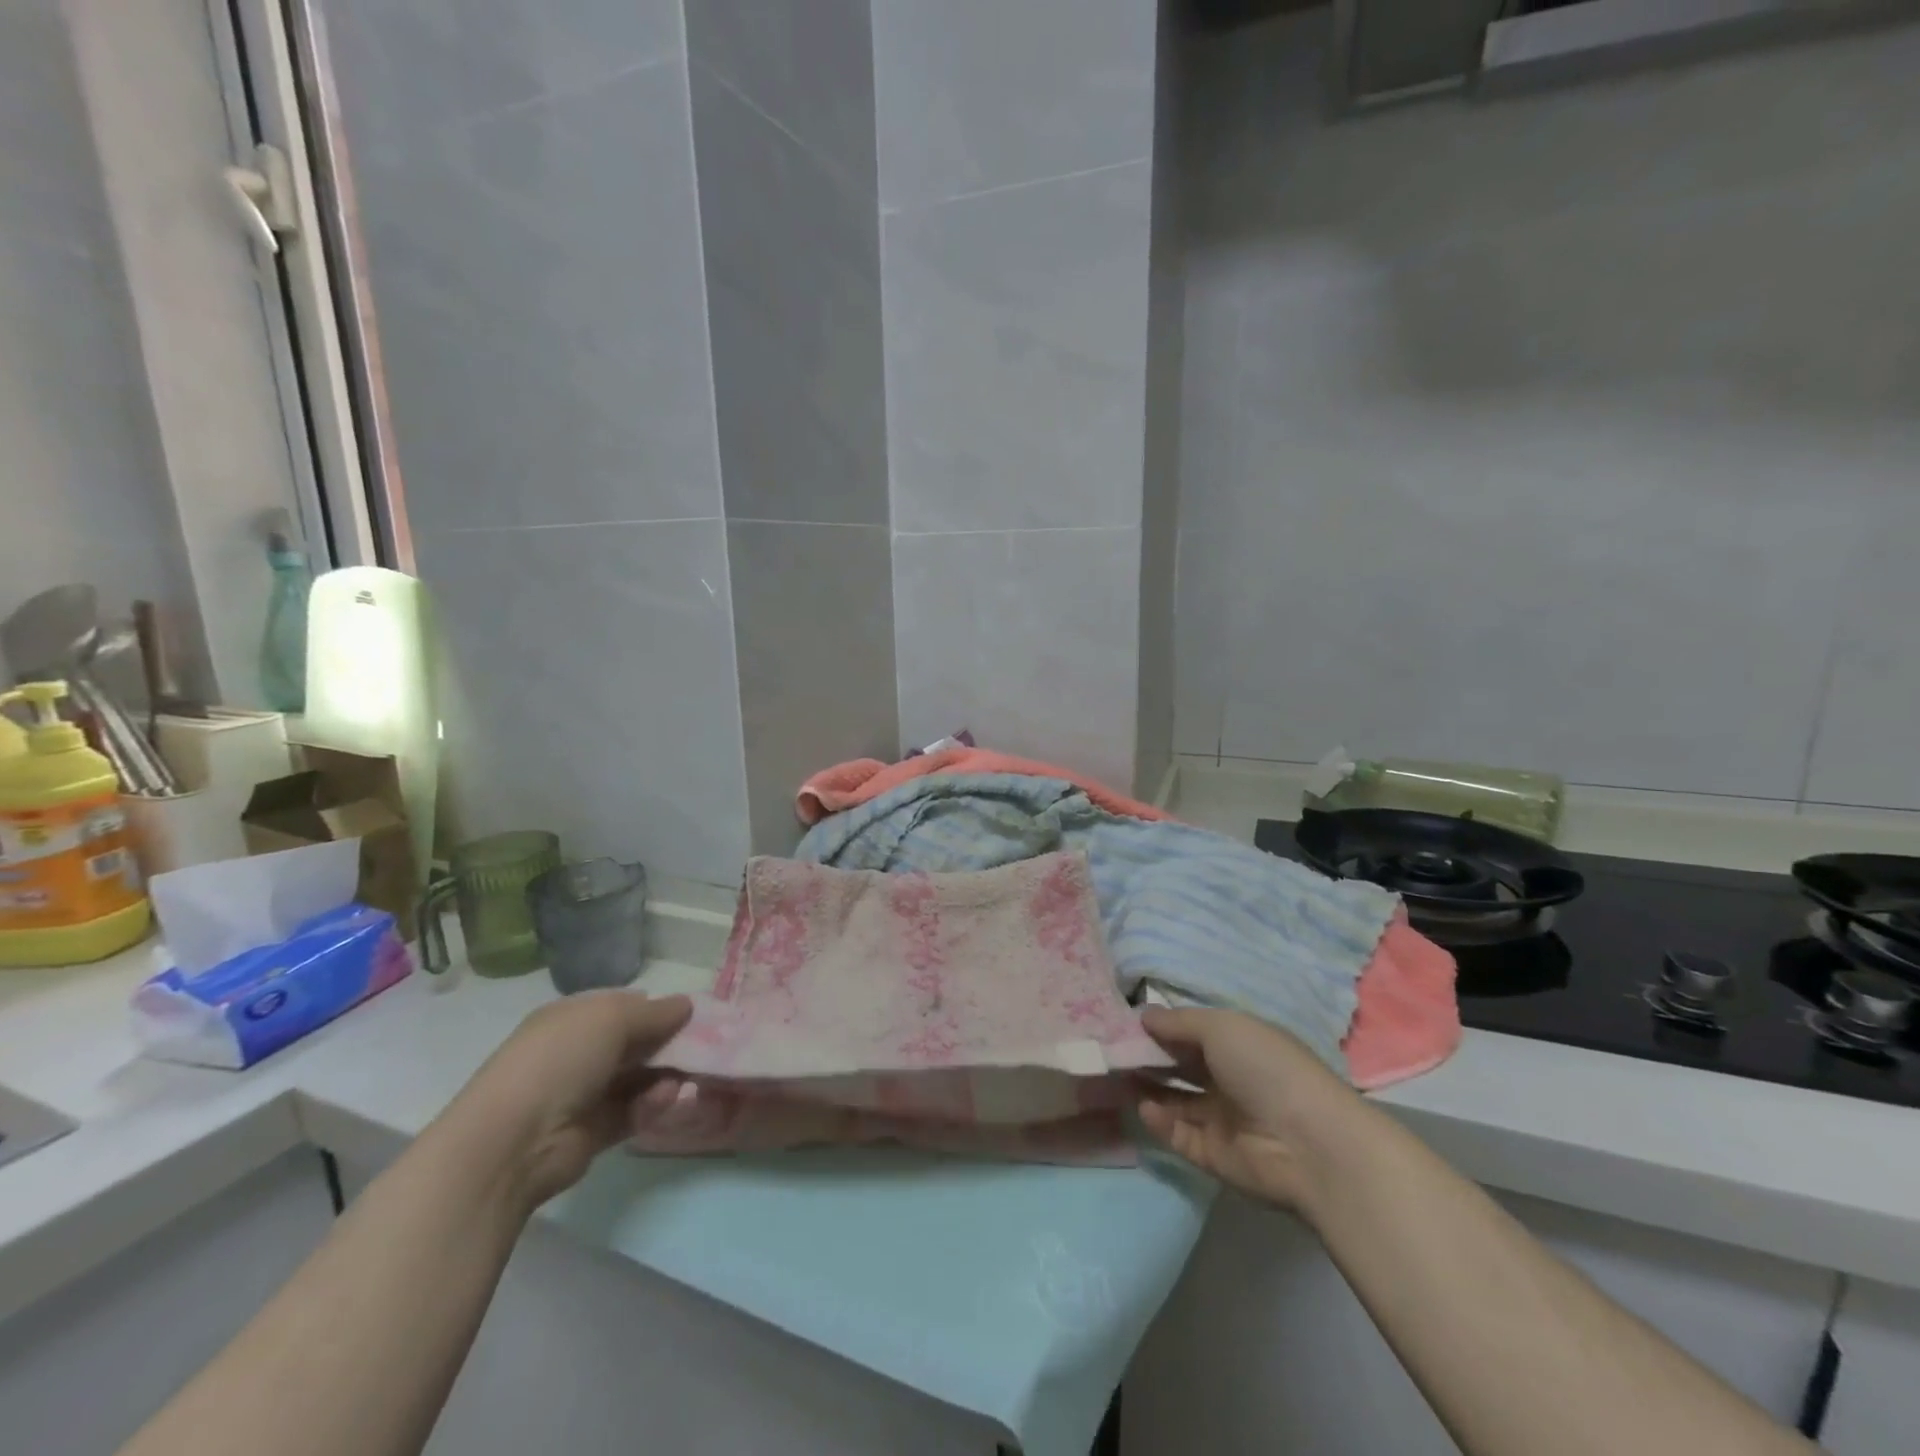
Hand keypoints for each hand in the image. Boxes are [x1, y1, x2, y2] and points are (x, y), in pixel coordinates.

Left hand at [442, 990, 691, 1211]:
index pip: (624, 1006)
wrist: (513, 1141)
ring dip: (665, 1075)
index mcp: (573, 1017)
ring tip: (686, 1077)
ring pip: (639, 1077)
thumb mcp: (612, 1017)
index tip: (693, 1016)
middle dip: (669, 1043)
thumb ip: (655, 1011)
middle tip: (705, 1047)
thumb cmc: (561, 1060)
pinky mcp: (593, 1131)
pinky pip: (633, 1111)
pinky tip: (664, 1100)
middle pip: (635, 1042)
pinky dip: (652, 1105)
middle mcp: (577, 1052)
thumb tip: (686, 1005)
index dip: (658, 1008)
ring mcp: (583, 1093)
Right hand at [1136, 1006, 1364, 1212]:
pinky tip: (1145, 1108)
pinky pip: (1180, 1135)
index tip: (1126, 1023)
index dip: (1162, 1028)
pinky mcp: (1215, 1156)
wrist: (1309, 1143)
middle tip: (1112, 1050)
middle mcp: (1230, 1080)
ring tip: (1117, 1077)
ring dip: (1148, 1089)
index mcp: (1239, 1046)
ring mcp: (1223, 1120)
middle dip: (1149, 1058)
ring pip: (1176, 1101)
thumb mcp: (1221, 1027)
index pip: (1193, 1034)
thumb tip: (1143, 1015)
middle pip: (1181, 1067)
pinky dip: (1160, 1122)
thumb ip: (1179, 1022)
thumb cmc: (1266, 1068)